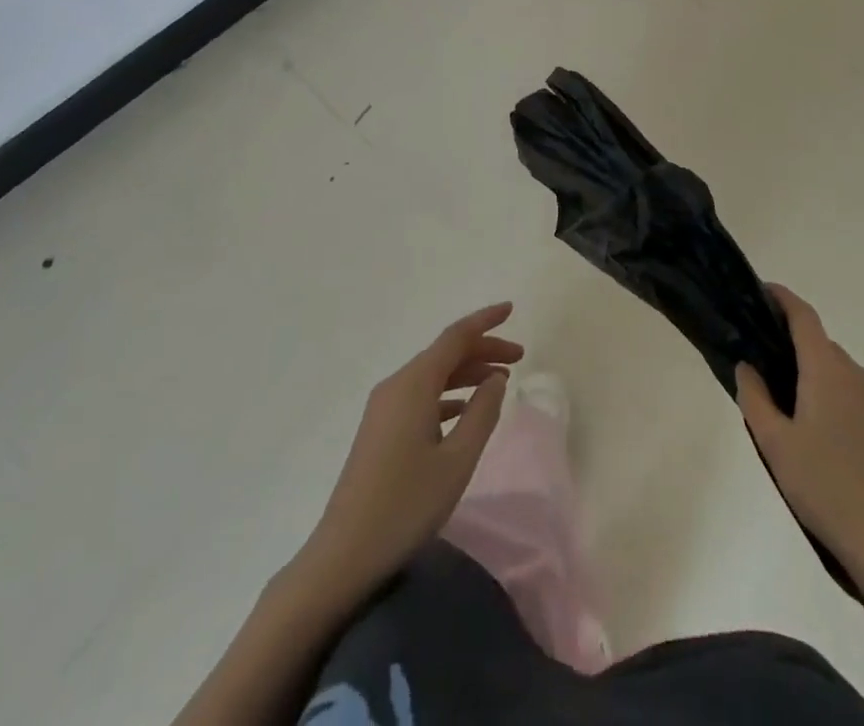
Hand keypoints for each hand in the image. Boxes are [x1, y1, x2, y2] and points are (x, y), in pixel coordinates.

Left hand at [295, 302, 522, 602]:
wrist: (344, 554)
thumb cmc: (407, 505)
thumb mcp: (458, 460)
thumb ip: (483, 412)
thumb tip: (496, 377)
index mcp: (414, 384)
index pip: (456, 336)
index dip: (485, 320)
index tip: (512, 309)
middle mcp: (397, 385)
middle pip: (445, 353)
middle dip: (483, 349)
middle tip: (519, 356)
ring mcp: (384, 407)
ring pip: (433, 374)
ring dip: (467, 373)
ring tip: (500, 381)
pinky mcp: (380, 429)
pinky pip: (421, 395)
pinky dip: (449, 394)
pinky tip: (466, 411)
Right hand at [737, 284, 863, 585]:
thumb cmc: (822, 486)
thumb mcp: (774, 443)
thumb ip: (754, 396)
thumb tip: (747, 365)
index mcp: (827, 369)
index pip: (803, 316)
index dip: (782, 298)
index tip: (761, 291)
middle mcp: (854, 374)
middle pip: (818, 342)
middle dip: (790, 341)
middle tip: (759, 358)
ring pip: (835, 368)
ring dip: (810, 369)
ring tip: (782, 397)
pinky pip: (850, 391)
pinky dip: (828, 391)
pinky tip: (814, 427)